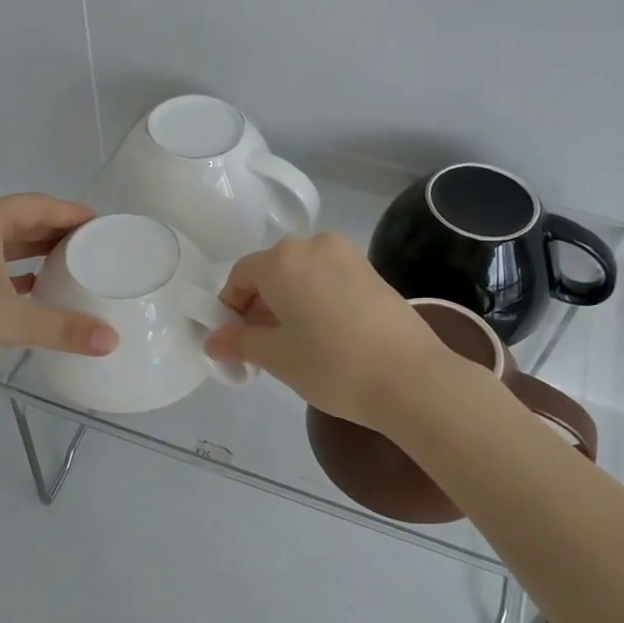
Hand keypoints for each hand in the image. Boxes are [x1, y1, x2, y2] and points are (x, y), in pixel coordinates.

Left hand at [0, 194, 117, 408]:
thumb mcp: (12, 321)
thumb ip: (64, 328)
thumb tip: (112, 341)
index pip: (36, 205)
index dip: (70, 212)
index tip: (98, 222)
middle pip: (14, 219)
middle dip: (50, 232)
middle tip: (86, 245)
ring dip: (26, 252)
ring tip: (61, 265)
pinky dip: (2, 268)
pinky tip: (22, 290)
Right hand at [204, 234, 460, 431]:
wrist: (410, 378)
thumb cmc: (331, 365)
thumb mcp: (276, 357)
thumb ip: (239, 341)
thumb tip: (213, 340)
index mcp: (282, 259)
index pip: (240, 276)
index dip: (229, 310)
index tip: (233, 344)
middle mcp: (314, 245)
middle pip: (272, 273)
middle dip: (259, 308)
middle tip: (260, 350)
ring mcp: (348, 256)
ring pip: (302, 276)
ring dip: (288, 304)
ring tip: (294, 346)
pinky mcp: (372, 272)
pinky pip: (328, 280)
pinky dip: (316, 301)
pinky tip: (325, 337)